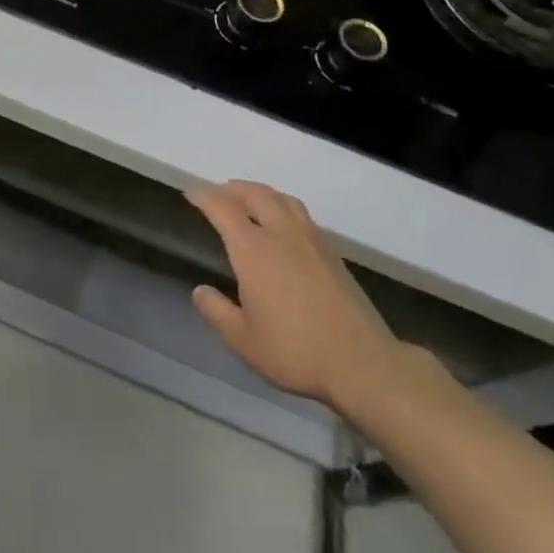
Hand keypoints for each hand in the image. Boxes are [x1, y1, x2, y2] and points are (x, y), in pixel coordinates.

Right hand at [187, 181, 404, 413]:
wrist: (363, 363)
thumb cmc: (295, 351)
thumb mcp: (243, 340)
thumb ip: (216, 311)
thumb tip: (200, 290)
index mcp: (253, 250)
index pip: (223, 209)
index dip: (204, 198)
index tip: (190, 194)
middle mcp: (281, 235)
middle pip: (256, 194)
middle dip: (233, 189)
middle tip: (218, 192)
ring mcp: (311, 241)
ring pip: (283, 199)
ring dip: (261, 192)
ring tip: (249, 199)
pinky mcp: (332, 254)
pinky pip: (301, 214)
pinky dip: (283, 206)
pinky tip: (283, 225)